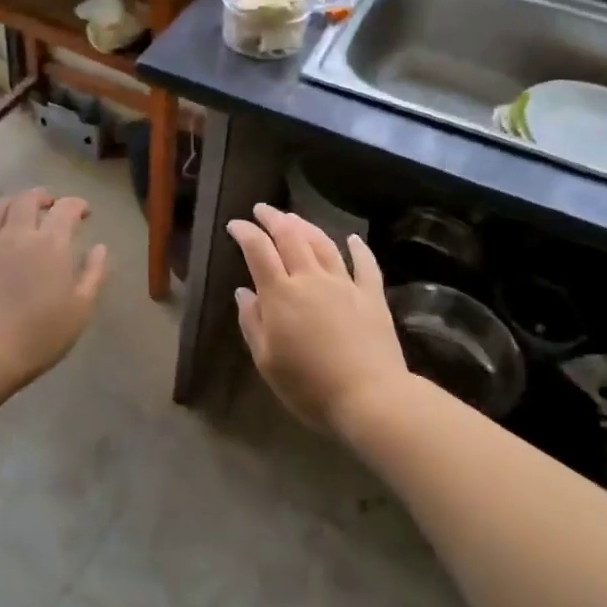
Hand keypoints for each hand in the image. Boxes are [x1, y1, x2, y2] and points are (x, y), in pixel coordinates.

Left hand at [0, 187, 107, 388]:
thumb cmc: (41, 334)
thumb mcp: (81, 309)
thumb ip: (94, 274)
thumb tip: (99, 247)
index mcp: (50, 243)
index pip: (66, 209)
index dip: (77, 205)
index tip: (84, 212)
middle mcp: (17, 234)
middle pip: (27, 199)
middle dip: (42, 196)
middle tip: (49, 205)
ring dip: (8, 203)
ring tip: (15, 211)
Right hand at [225, 203, 408, 433]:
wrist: (369, 397)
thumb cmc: (309, 385)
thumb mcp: (266, 361)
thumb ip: (252, 322)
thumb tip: (244, 292)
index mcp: (281, 294)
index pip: (258, 250)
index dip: (245, 232)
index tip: (234, 224)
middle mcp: (311, 278)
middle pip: (291, 236)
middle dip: (273, 218)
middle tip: (262, 209)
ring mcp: (344, 284)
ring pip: (323, 243)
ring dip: (306, 225)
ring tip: (293, 217)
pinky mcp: (372, 295)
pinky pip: (365, 264)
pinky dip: (358, 248)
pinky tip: (353, 238)